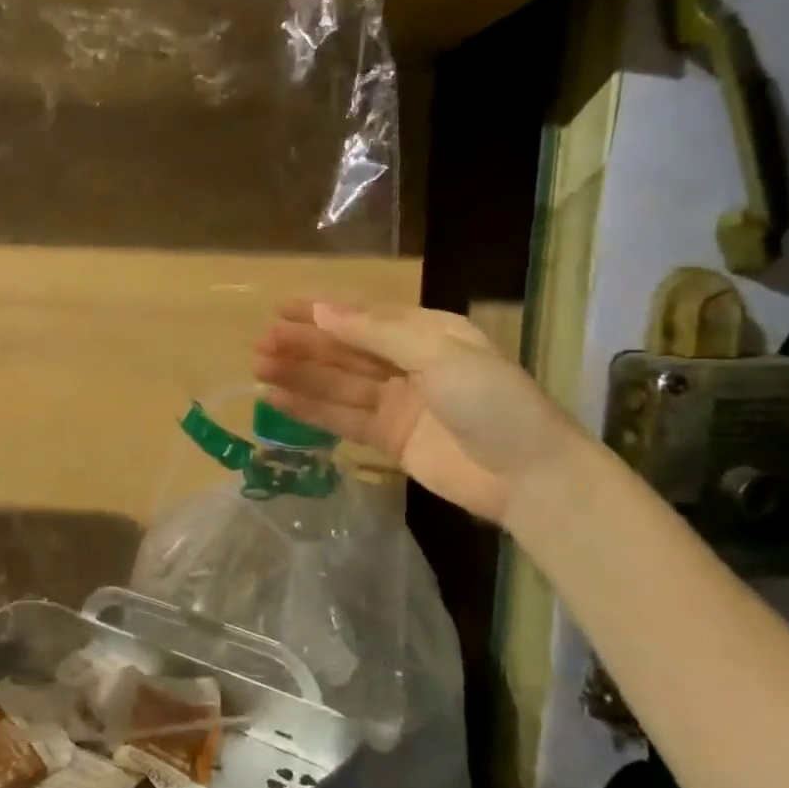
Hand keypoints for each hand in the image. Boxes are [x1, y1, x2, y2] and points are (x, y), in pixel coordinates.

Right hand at [251, 300, 579, 523]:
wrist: (530, 477)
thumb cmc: (490, 400)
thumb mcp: (437, 353)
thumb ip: (375, 333)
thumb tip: (321, 312)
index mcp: (427, 332)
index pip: (364, 316)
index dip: (321, 313)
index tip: (280, 311)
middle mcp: (408, 363)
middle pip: (346, 350)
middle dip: (303, 345)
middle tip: (260, 344)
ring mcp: (397, 402)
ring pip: (338, 383)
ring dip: (300, 375)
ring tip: (258, 369)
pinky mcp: (389, 439)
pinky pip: (342, 418)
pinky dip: (311, 409)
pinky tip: (278, 400)